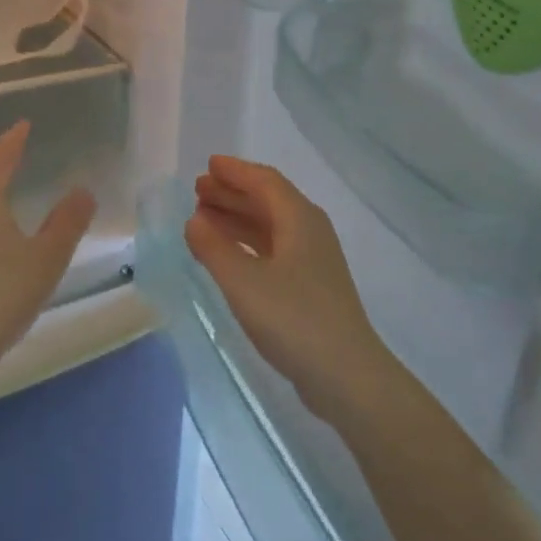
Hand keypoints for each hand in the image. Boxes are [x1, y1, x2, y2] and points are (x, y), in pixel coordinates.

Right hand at [185, 156, 395, 426]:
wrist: (346, 374)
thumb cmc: (293, 319)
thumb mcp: (244, 282)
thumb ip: (214, 248)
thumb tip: (194, 221)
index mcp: (299, 218)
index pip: (264, 181)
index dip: (236, 171)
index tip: (209, 165)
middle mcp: (309, 230)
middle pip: (268, 200)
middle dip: (233, 193)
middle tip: (198, 190)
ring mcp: (313, 259)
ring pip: (270, 226)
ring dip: (238, 218)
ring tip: (203, 219)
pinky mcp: (311, 286)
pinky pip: (274, 249)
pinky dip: (248, 244)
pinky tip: (228, 256)